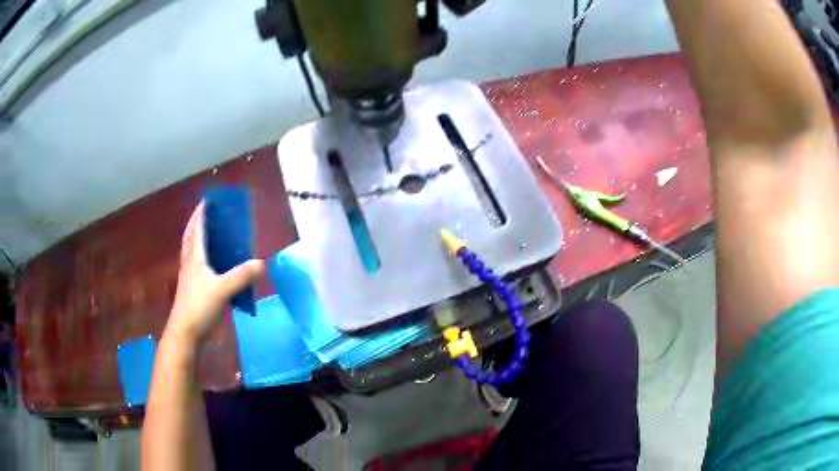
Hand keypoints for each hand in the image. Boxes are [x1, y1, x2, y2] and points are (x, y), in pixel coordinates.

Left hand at [165, 202, 263, 347]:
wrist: (185, 333)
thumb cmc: (199, 307)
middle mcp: (190, 263)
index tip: (208, 200)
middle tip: (208, 214)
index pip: (197, 229)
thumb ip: (241, 276)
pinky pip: (198, 266)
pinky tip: (215, 264)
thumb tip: (262, 263)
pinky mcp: (193, 289)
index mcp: (195, 257)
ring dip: (199, 239)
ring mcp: (190, 277)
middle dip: (198, 223)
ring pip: (193, 252)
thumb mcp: (222, 290)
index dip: (201, 213)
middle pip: (191, 237)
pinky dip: (204, 258)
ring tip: (212, 234)